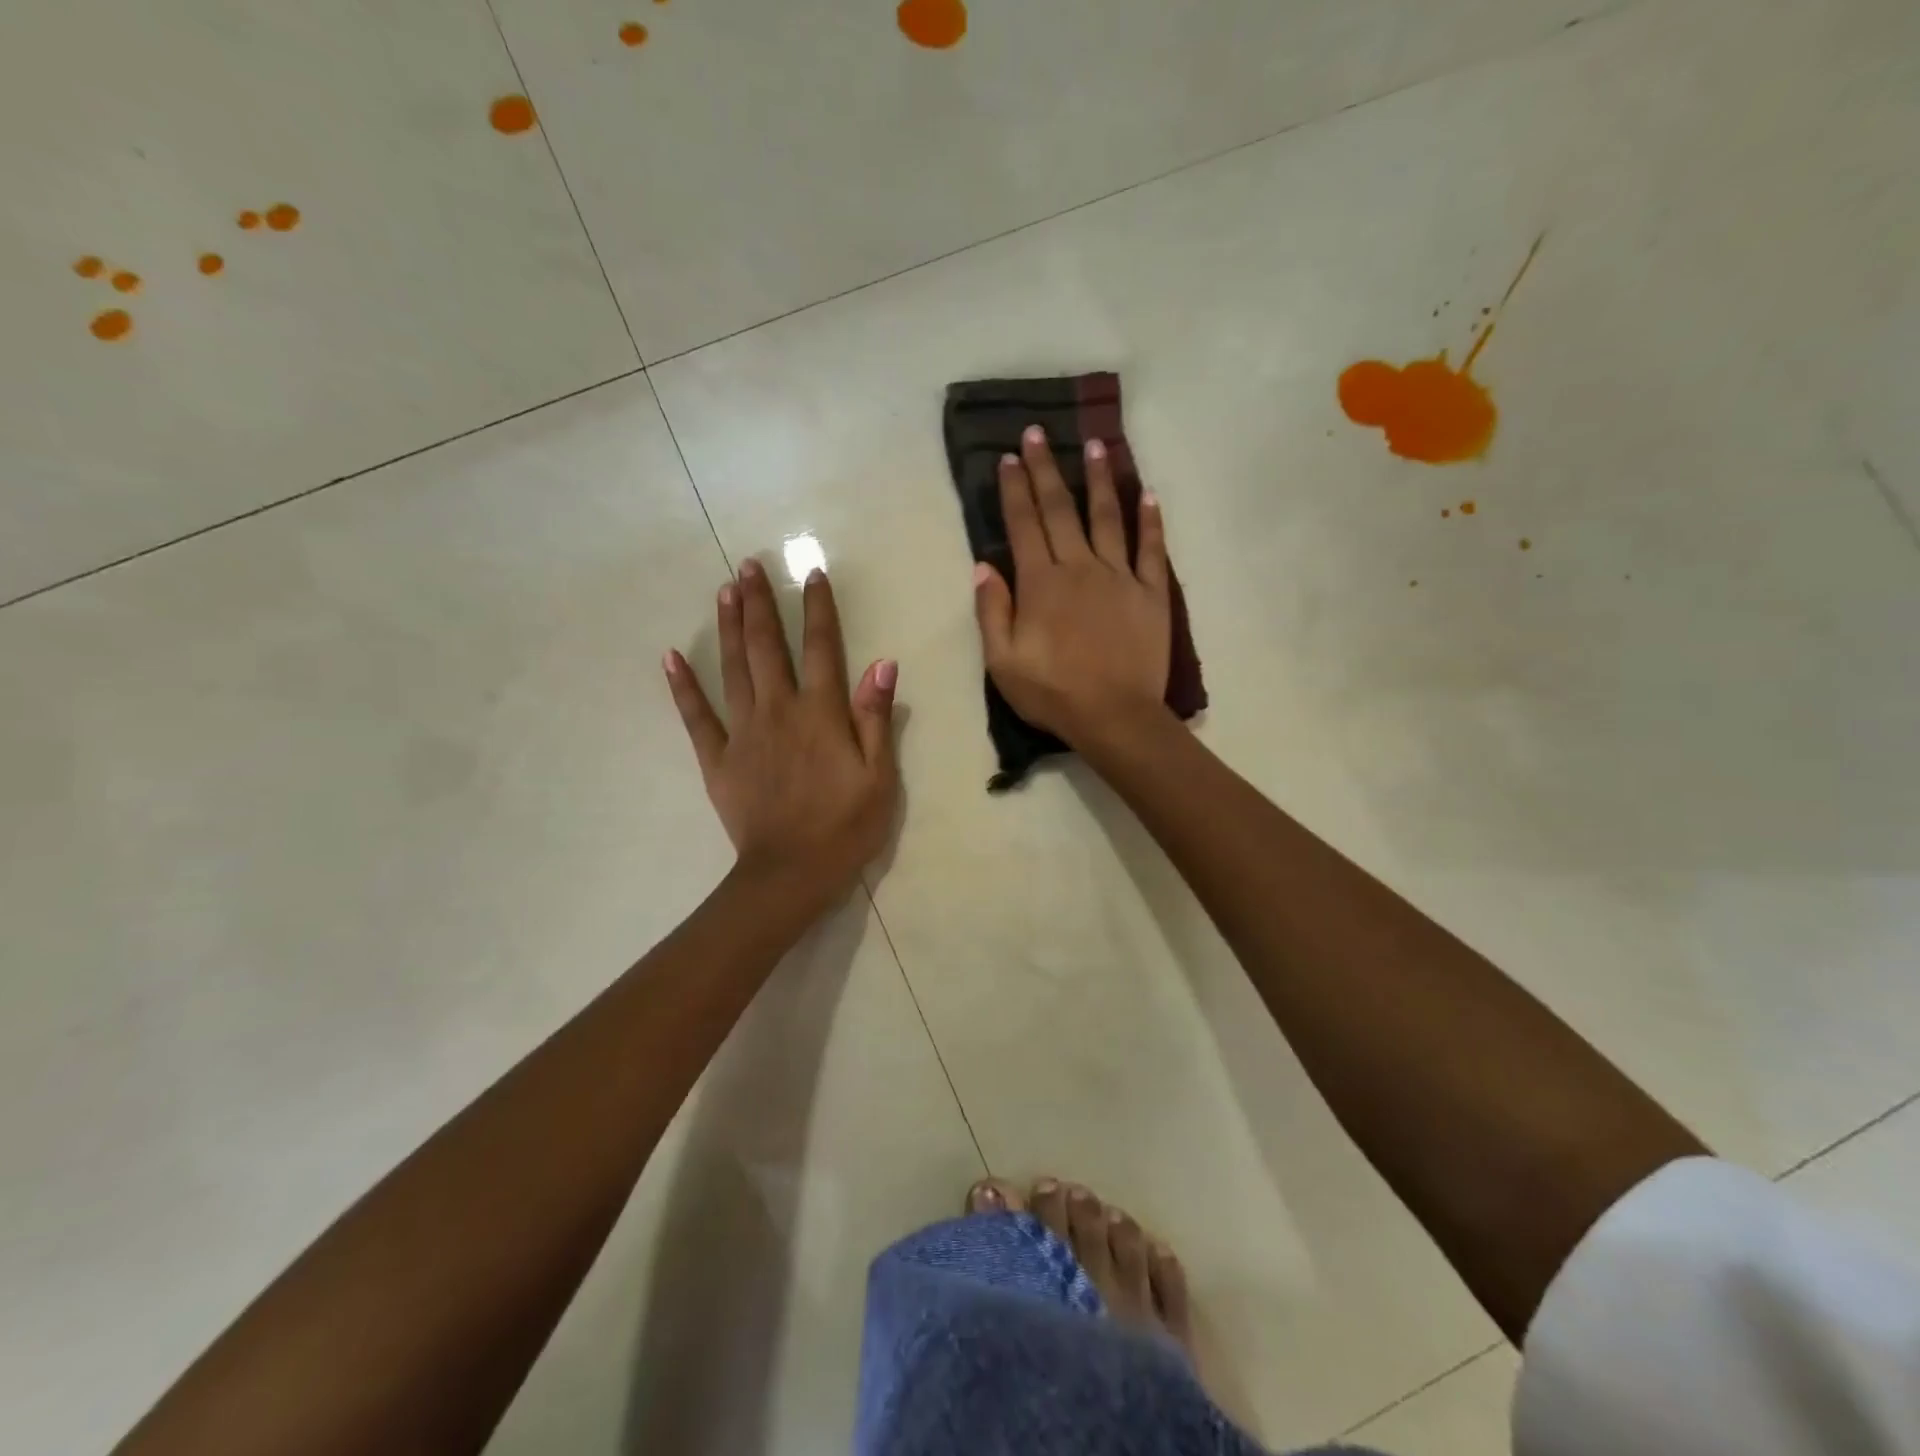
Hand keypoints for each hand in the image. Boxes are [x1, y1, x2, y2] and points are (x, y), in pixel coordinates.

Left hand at [665, 559, 899, 906]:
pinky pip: (696, 717)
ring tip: (724, 591)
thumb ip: (876, 718)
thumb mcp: (880, 776)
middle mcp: (779, 711)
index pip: (823, 648)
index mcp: (821, 714)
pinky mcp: (718, 759)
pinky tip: (671, 656)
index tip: (812, 573)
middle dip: (760, 604)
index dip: (818, 609)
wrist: (791, 874)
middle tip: (749, 565)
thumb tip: (881, 664)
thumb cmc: (846, 827)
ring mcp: (743, 733)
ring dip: (729, 627)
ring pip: (733, 669)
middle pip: (768, 647)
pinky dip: (683, 686)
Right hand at [973, 426, 1172, 748]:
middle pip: (1060, 510)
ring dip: (1099, 480)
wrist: (1116, 717)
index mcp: (1041, 583)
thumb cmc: (1053, 693)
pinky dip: (1150, 520)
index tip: (1008, 458)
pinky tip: (1147, 494)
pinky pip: (1151, 548)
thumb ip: (991, 611)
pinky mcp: (1152, 593)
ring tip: (1095, 446)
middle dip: (1046, 470)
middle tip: (1038, 434)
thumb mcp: (1003, 662)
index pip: (1024, 525)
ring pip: (1107, 517)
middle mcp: (1080, 567)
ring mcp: (1120, 577)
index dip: (1014, 490)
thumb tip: (983, 566)